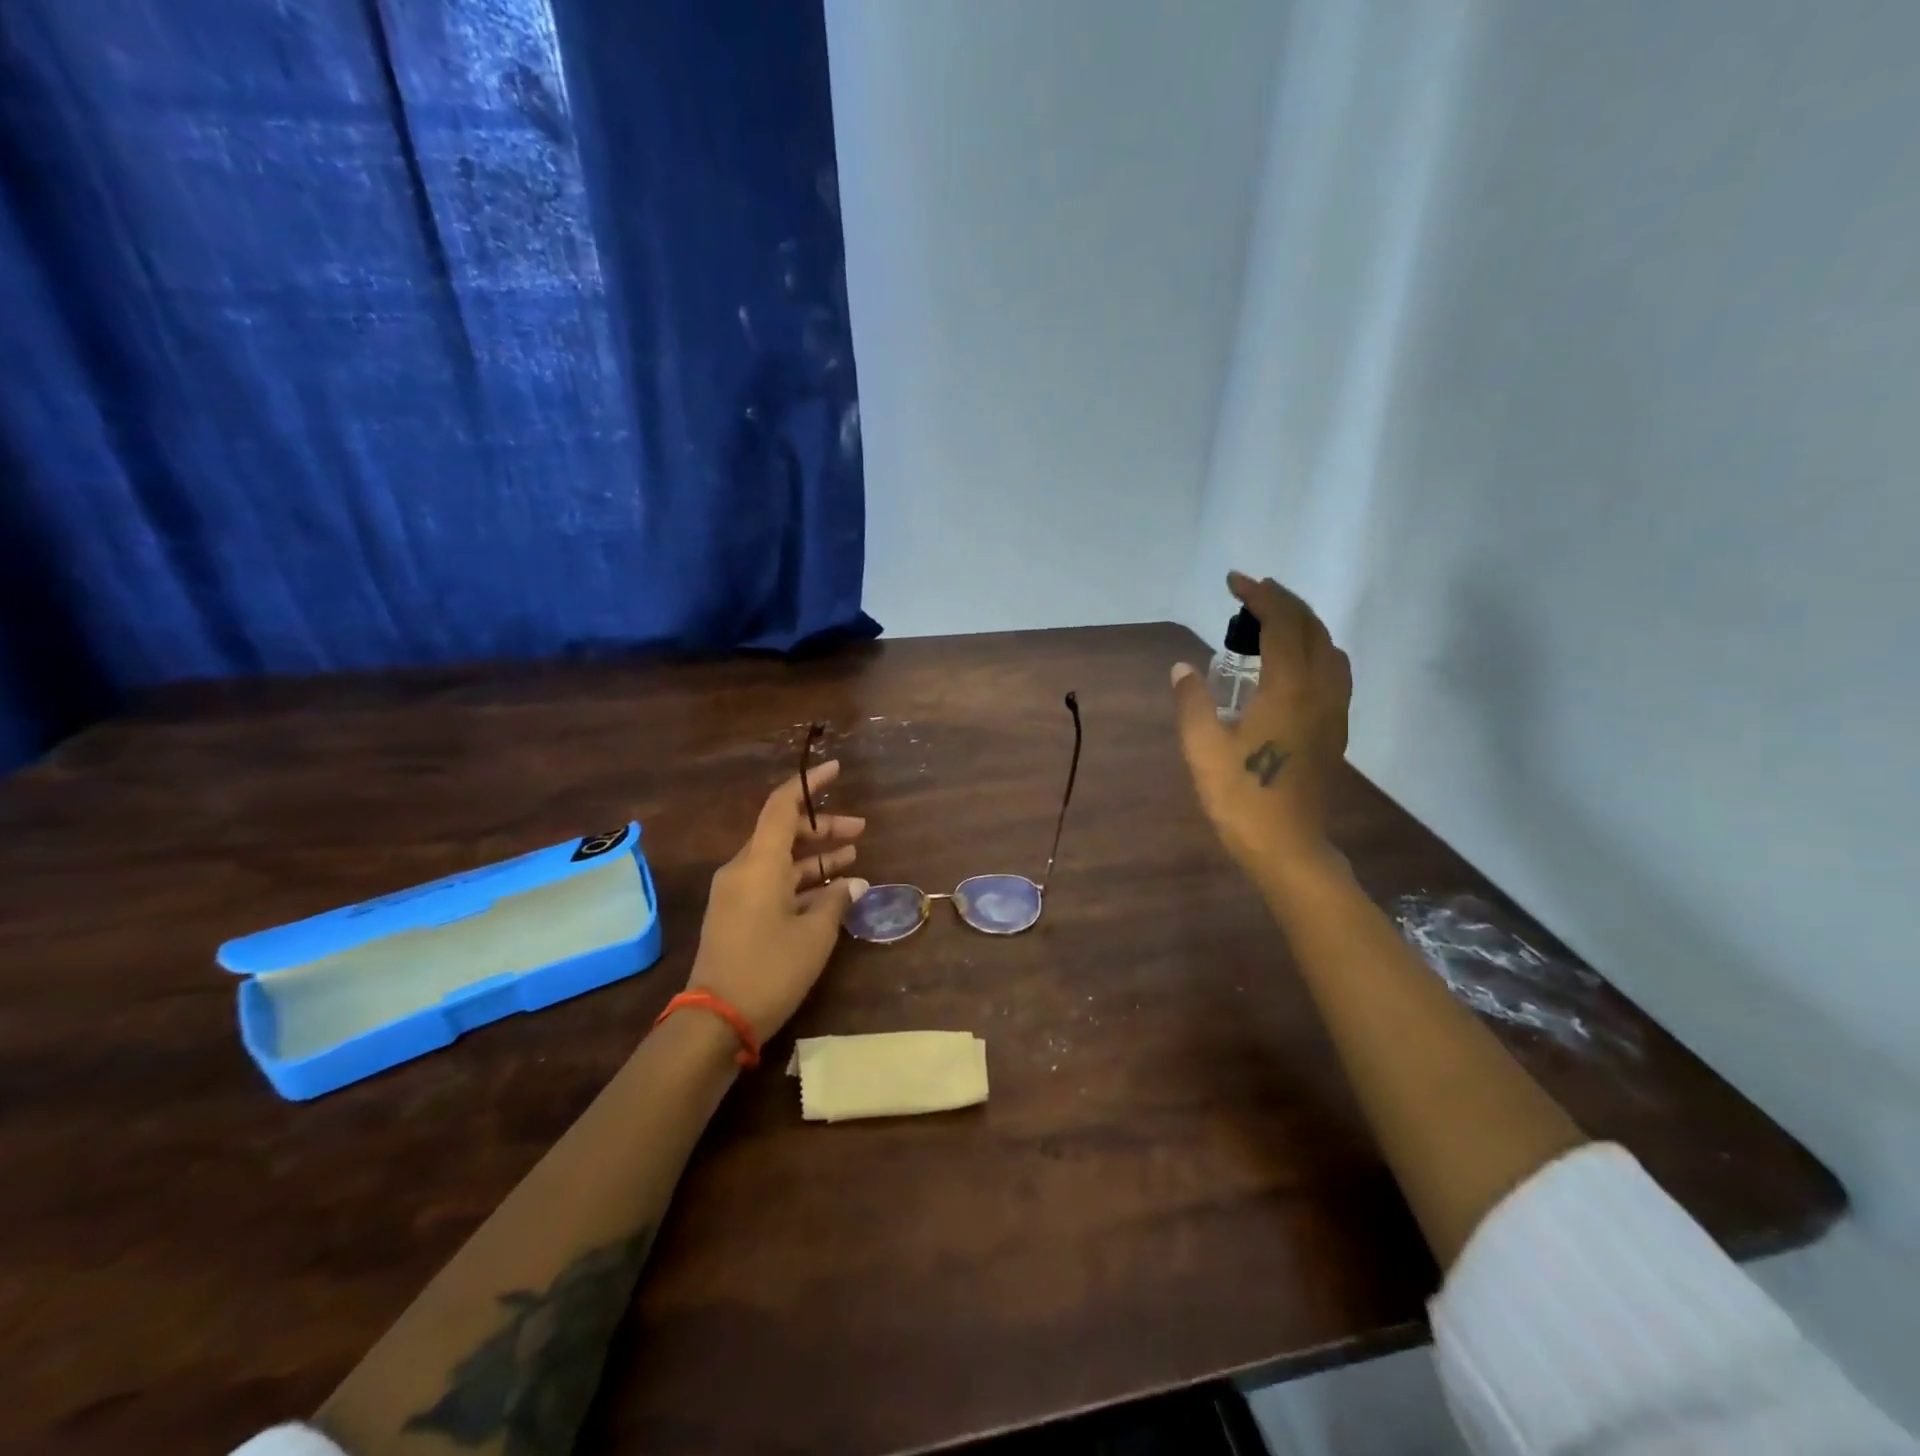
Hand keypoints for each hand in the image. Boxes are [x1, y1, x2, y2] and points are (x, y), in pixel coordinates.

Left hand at [685, 760, 869, 1043]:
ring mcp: (736, 892)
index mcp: (759, 863)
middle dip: (823, 828)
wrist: (715, 1020)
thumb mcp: (815, 935)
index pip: (782, 806)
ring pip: (780, 859)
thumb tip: (855, 882)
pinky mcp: (735, 914)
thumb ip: (837, 900)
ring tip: (852, 857)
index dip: (809, 784)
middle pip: (784, 832)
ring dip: (815, 856)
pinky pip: (771, 882)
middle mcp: (743, 869)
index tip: (836, 769)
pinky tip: (830, 891)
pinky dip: (800, 880)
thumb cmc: (769, 969)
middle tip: (860, 831)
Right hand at [1171, 571, 1351, 882]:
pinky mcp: (1335, 730)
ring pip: (1329, 648)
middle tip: (1251, 594)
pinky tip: (1291, 665)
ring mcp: (1333, 711)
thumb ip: (1192, 701)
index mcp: (1288, 688)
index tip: (1234, 582)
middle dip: (1283, 602)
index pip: (1281, 623)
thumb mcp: (1202, 748)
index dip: (1259, 596)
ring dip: (1303, 624)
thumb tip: (1183, 668)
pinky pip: (1334, 672)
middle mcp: (1320, 690)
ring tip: (1271, 622)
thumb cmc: (1241, 797)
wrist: (1287, 847)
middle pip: (1312, 628)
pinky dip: (1315, 650)